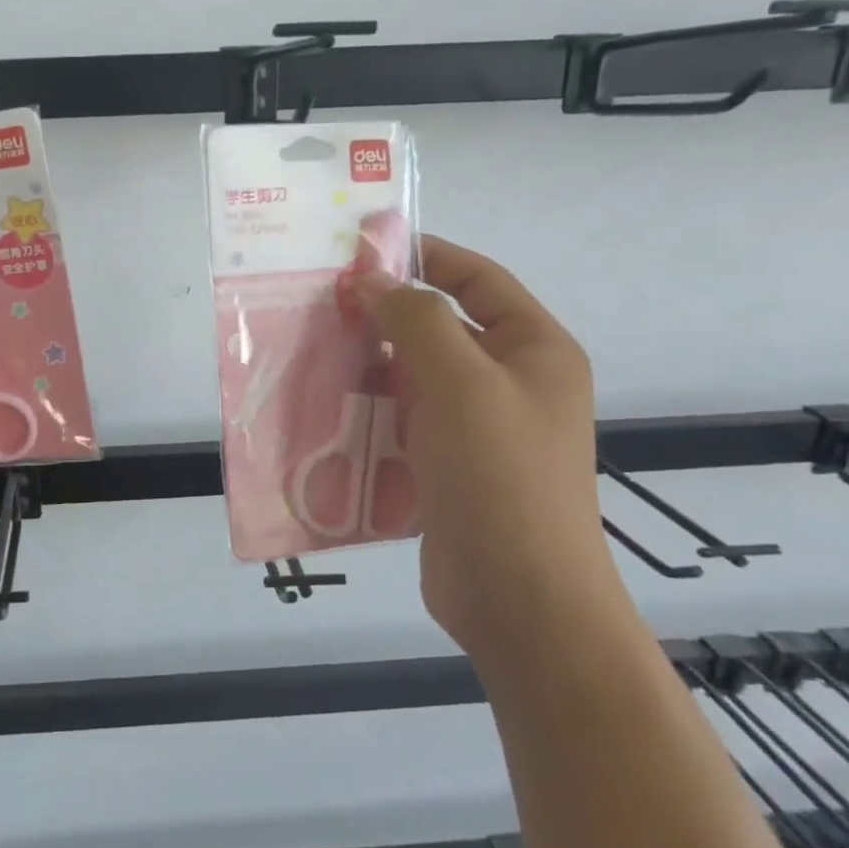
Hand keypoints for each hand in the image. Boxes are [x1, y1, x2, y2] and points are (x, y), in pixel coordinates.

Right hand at [356, 236, 624, 657]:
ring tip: (315, 348)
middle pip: (442, 325)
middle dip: (385, 311)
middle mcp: (509, 381)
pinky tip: (327, 403)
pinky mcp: (447, 464)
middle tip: (324, 303)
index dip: (424, 255)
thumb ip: (417, 319)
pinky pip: (403, 417)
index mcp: (533, 349)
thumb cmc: (501, 477)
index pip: (477, 278)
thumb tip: (374, 278)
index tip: (362, 248)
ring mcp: (478, 427)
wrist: (519, 599)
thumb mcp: (462, 383)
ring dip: (371, 361)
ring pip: (415, 374)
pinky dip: (370, 405)